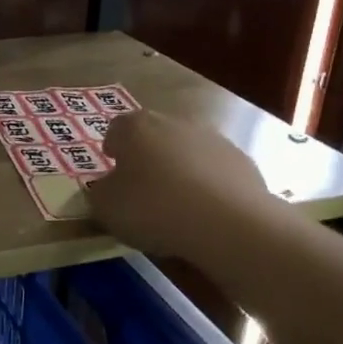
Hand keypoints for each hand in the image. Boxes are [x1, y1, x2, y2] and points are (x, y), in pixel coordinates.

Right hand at [86, 109, 274, 259]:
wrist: (226, 221)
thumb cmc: (152, 207)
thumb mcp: (106, 207)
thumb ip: (100, 192)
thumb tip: (107, 187)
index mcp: (136, 127)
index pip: (116, 129)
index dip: (112, 149)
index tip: (113, 170)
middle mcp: (175, 122)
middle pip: (154, 136)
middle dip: (147, 158)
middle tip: (142, 190)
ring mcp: (213, 139)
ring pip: (187, 151)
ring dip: (180, 170)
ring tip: (177, 206)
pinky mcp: (243, 161)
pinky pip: (215, 171)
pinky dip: (208, 185)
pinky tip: (205, 213)